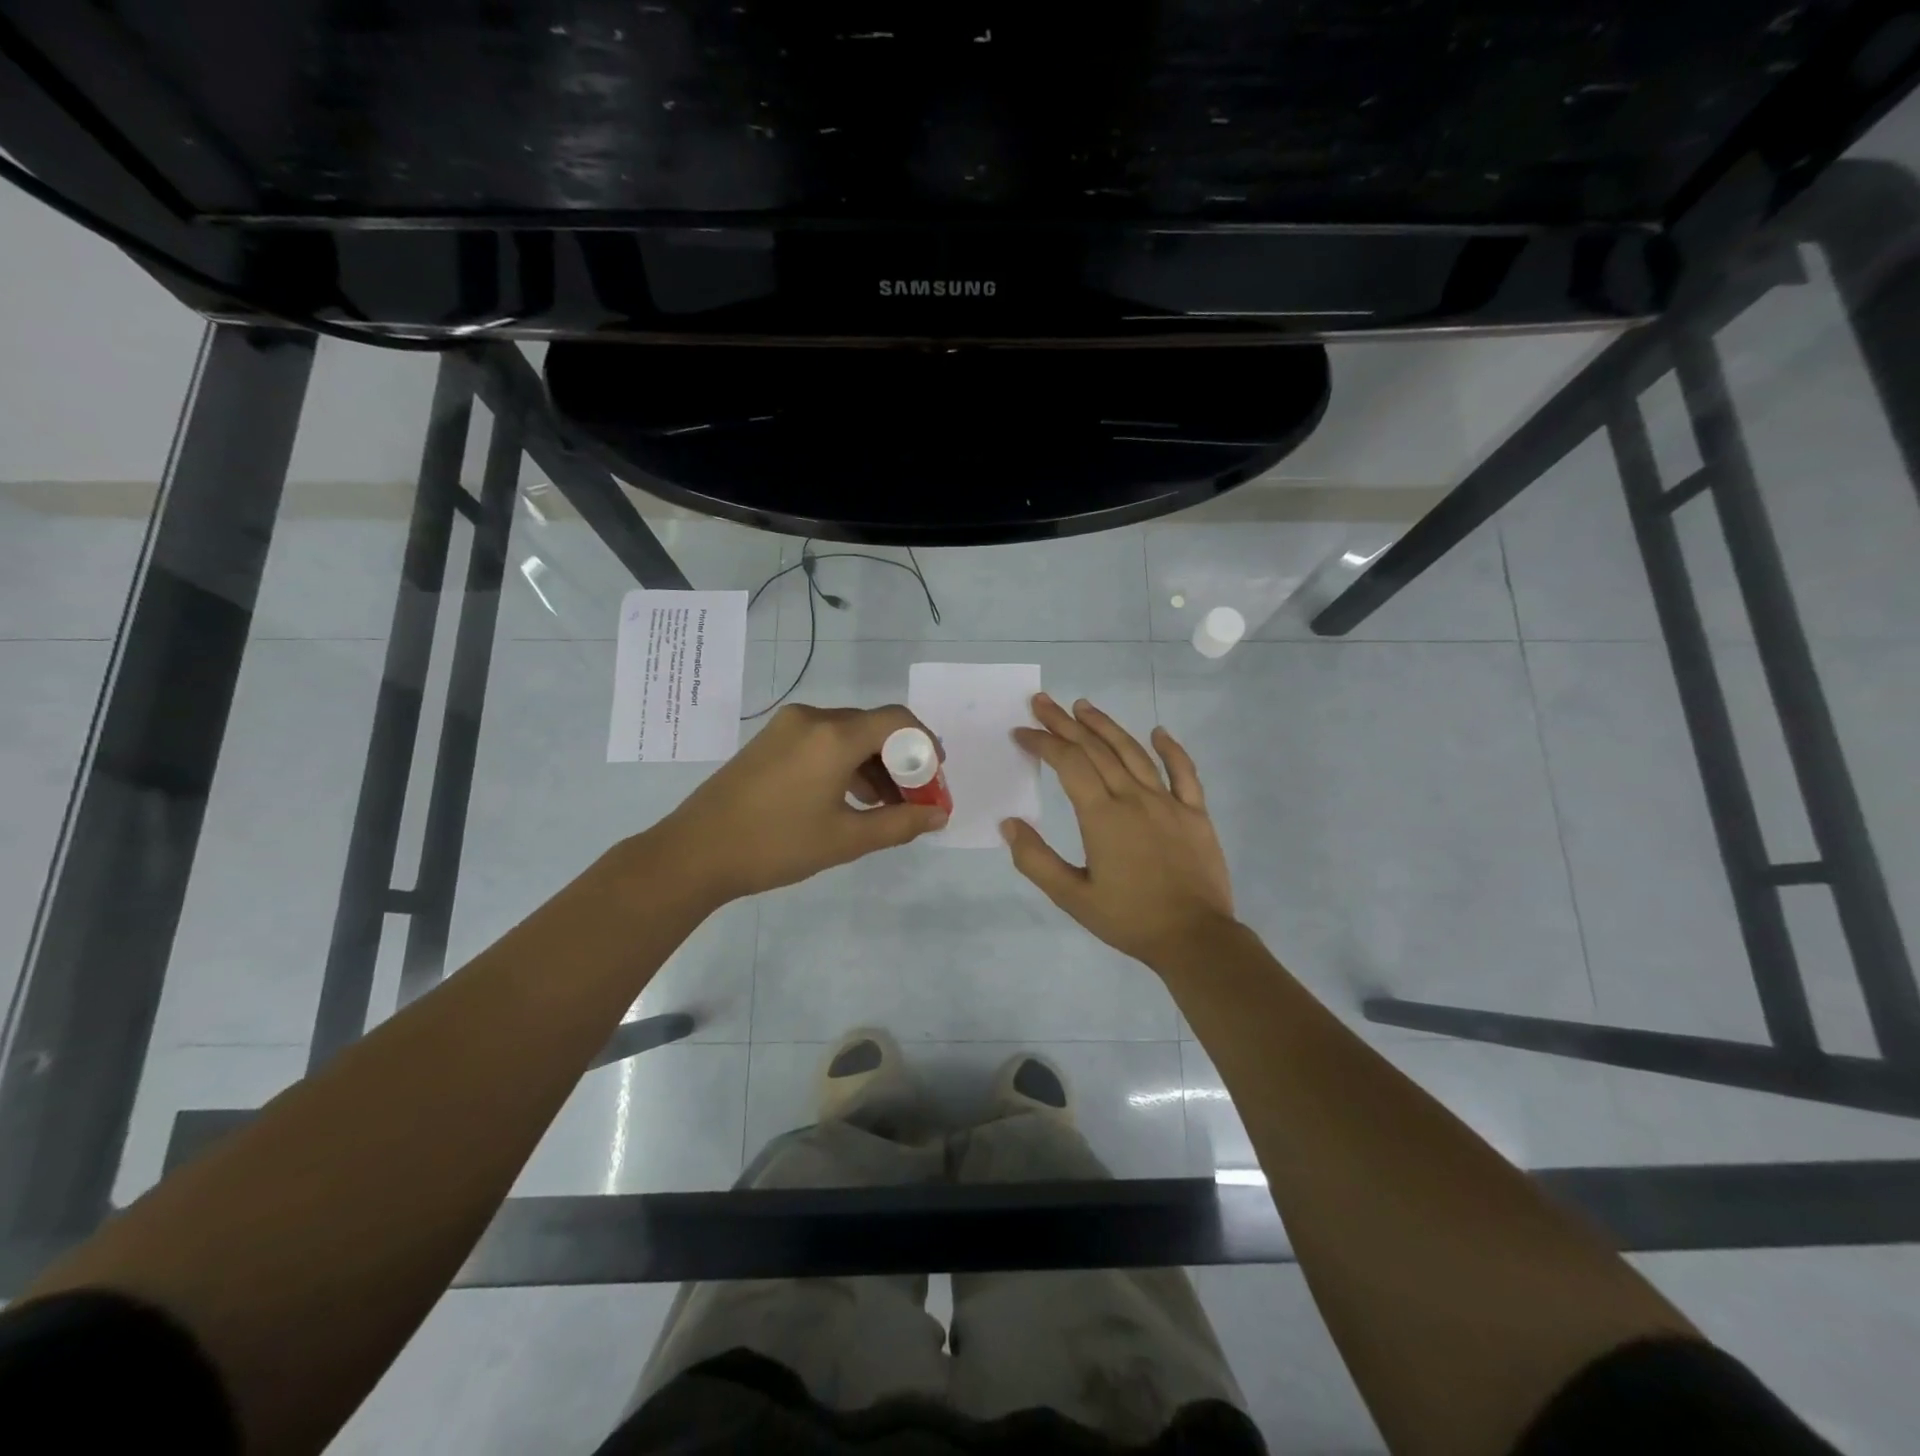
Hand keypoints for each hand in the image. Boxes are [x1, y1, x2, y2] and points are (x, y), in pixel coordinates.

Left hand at [653, 703, 947, 903]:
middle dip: (901, 760)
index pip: (897, 721)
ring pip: (847, 735)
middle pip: (873, 727)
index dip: (925, 745)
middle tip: (915, 798)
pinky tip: (850, 798)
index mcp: (834, 735)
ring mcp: (787, 727)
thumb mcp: (846, 839)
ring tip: (886, 805)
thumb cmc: (776, 845)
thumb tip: (938, 815)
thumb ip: (900, 824)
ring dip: (873, 764)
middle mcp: (813, 719)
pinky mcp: (770, 741)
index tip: (936, 778)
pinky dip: (845, 763)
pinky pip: (822, 741)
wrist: (695, 853)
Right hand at [1004, 693, 1236, 970]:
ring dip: (1106, 726)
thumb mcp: (1072, 897)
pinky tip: (1158, 732)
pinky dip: (1170, 749)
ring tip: (1083, 706)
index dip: (1043, 743)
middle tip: (1043, 702)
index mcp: (1102, 816)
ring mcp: (1168, 802)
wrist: (1195, 938)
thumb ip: (1036, 860)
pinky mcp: (1195, 813)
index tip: (1022, 732)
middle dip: (1065, 723)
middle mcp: (1134, 798)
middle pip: (1096, 749)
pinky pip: (1184, 772)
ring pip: (1133, 752)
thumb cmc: (1129, 919)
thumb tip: (1008, 823)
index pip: (1068, 763)